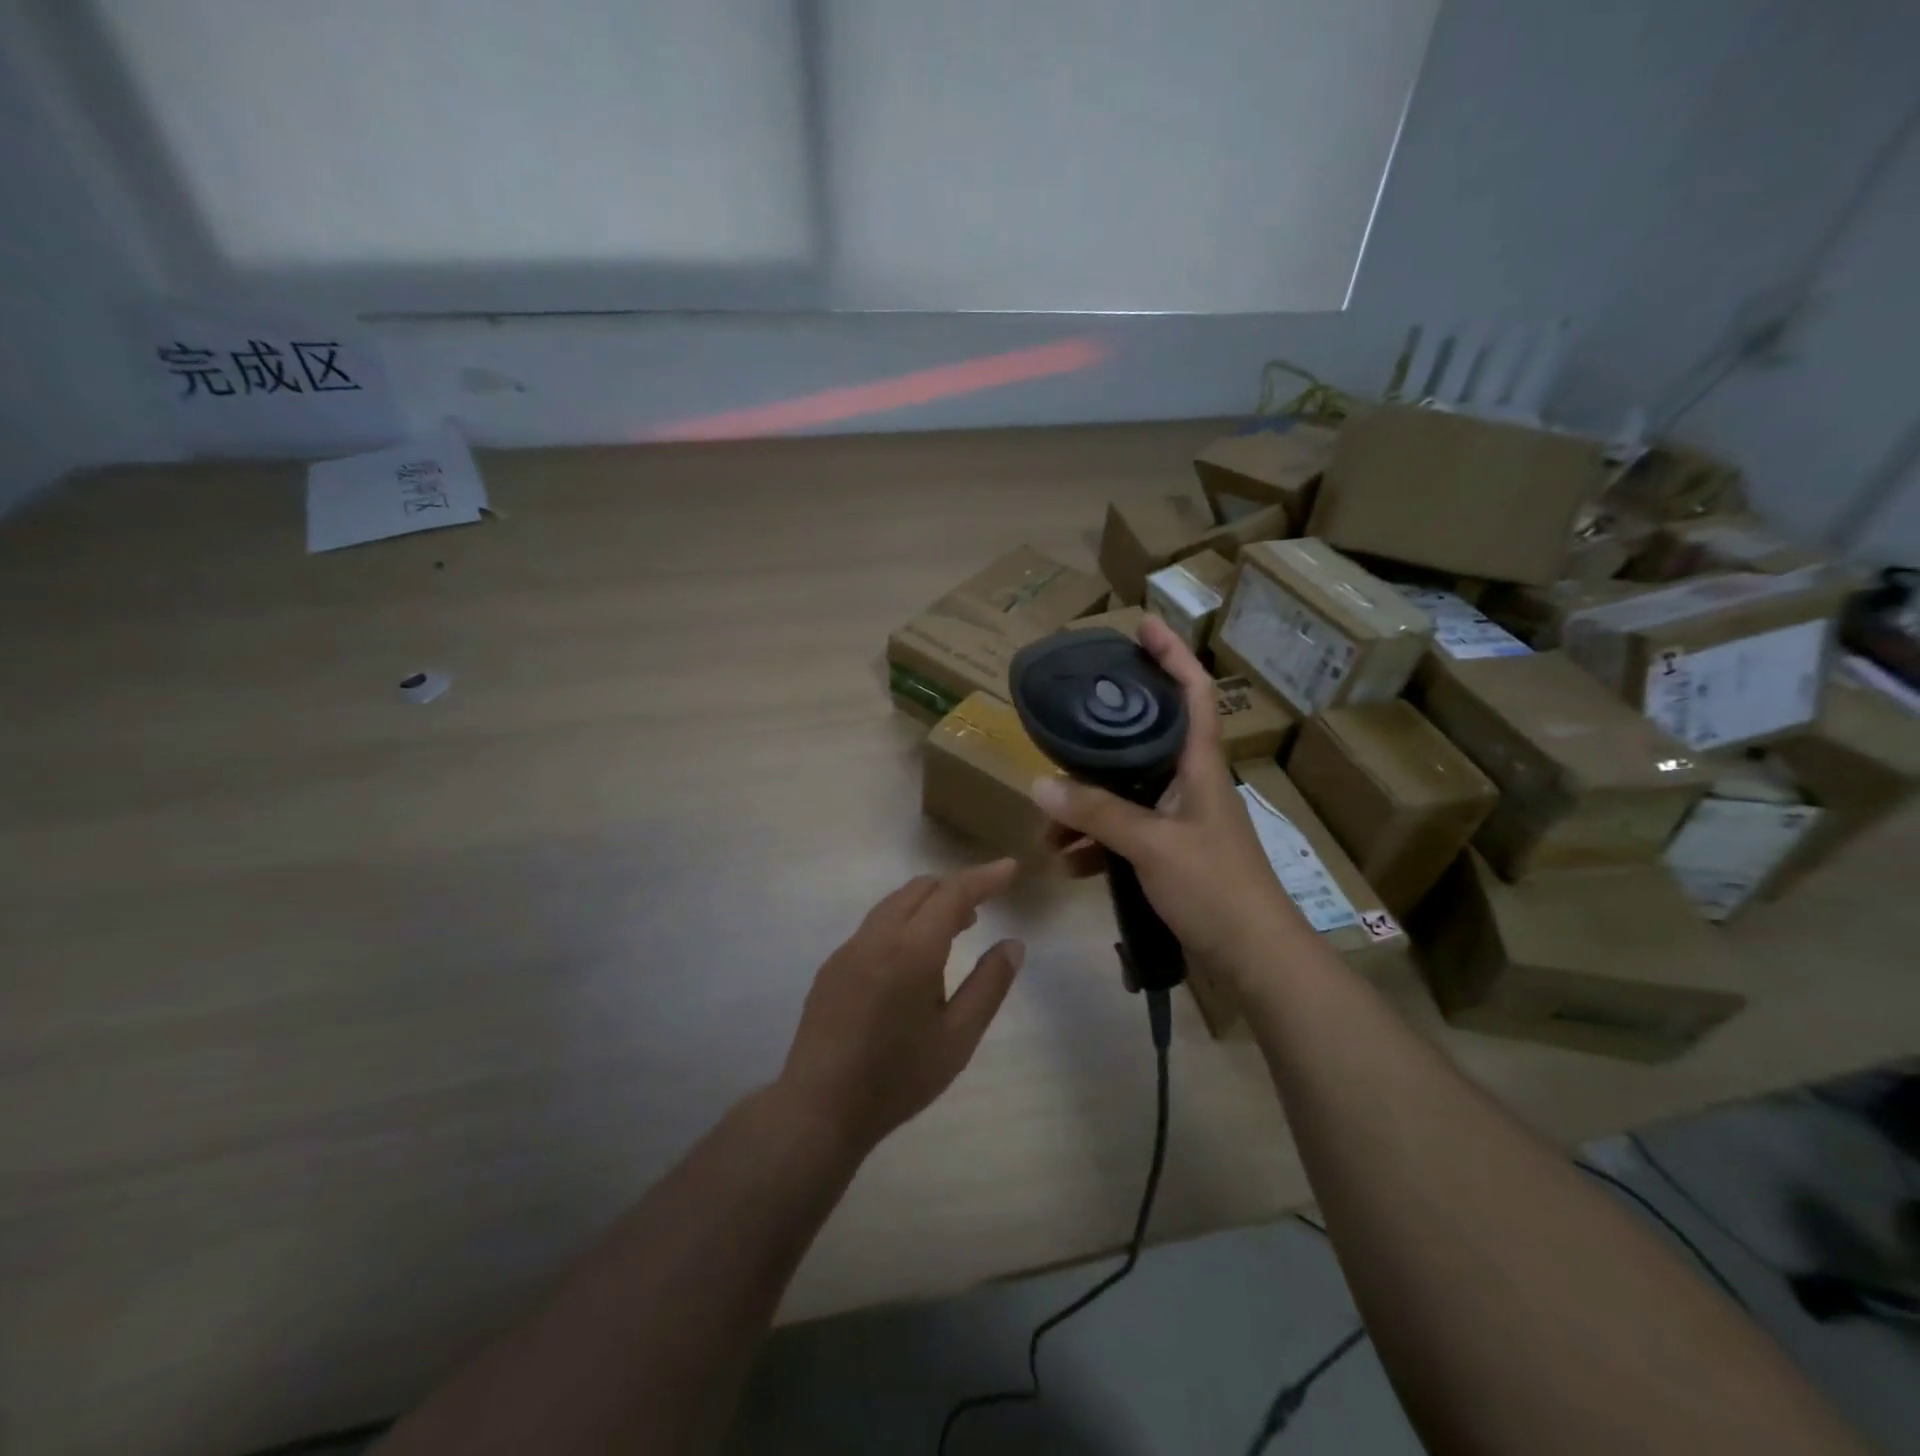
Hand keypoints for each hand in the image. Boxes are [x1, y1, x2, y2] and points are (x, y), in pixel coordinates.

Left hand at [779, 861, 1023, 1152]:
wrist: (819, 1108)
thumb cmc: (898, 1077)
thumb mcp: (958, 1038)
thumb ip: (989, 985)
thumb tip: (1013, 944)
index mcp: (912, 949)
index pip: (953, 893)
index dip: (984, 877)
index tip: (1010, 867)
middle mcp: (877, 936)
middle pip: (920, 888)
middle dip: (956, 887)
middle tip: (985, 905)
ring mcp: (849, 949)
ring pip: (894, 903)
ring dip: (928, 902)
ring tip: (956, 927)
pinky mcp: (832, 966)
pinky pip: (875, 925)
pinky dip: (904, 920)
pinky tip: (913, 957)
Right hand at [1033, 615, 1304, 975]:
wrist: (1256, 959)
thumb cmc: (1216, 888)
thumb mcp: (1152, 845)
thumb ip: (1096, 813)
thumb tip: (1040, 784)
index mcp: (1199, 765)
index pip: (1193, 692)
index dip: (1172, 654)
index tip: (1143, 624)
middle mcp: (1189, 783)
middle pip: (1142, 742)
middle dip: (1096, 746)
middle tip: (1059, 736)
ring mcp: (1180, 820)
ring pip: (1124, 795)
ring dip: (1085, 810)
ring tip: (1047, 833)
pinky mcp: (1171, 854)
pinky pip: (1125, 834)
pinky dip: (1096, 844)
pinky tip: (1068, 864)